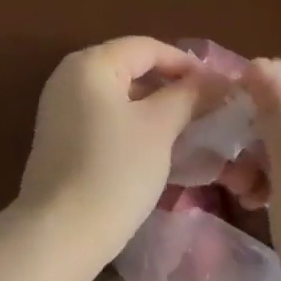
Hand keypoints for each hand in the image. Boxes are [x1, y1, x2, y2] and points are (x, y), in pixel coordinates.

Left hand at [14, 37, 210, 268]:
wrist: (60, 232)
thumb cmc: (114, 171)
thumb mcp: (159, 129)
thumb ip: (188, 97)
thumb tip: (216, 81)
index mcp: (90, 63)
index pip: (147, 47)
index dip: (186, 63)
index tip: (221, 86)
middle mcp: (69, 75)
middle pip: (130, 67)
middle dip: (171, 84)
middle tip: (209, 107)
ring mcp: (59, 106)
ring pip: (118, 94)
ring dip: (154, 105)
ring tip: (190, 126)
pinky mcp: (59, 136)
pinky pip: (103, 116)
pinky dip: (132, 122)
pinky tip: (157, 145)